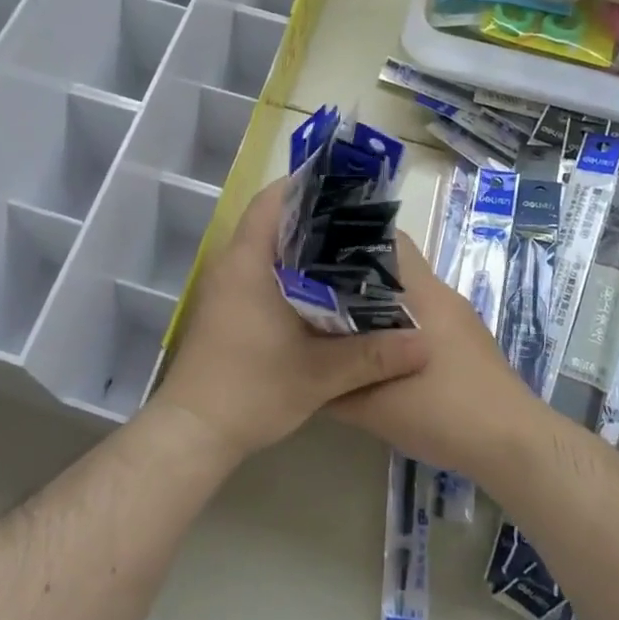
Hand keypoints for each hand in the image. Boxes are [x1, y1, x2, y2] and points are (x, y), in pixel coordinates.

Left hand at [153, 179, 429, 463]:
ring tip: (349, 251)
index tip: (344, 187)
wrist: (193, 434)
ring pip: (265, 249)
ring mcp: (224, 289)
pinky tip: (321, 291)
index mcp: (247, 262)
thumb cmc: (251, 390)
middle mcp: (231, 265)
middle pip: (271, 221)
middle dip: (313, 217)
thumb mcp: (319, 375)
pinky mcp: (224, 311)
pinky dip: (288, 272)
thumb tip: (426, 344)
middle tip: (360, 222)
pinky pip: (259, 273)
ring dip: (300, 247)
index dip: (305, 185)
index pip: (271, 201)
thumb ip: (373, 356)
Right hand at [329, 233, 541, 482]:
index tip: (315, 256)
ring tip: (340, 325)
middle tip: (316, 293)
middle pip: (393, 267)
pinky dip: (397, 326)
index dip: (350, 241)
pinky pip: (423, 317)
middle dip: (355, 276)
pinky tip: (377, 354)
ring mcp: (458, 318)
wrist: (514, 446)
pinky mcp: (467, 341)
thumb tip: (306, 367)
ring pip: (408, 295)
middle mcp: (441, 294)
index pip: (388, 240)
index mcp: (422, 293)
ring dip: (376, 305)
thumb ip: (335, 385)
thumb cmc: (445, 413)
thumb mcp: (376, 408)